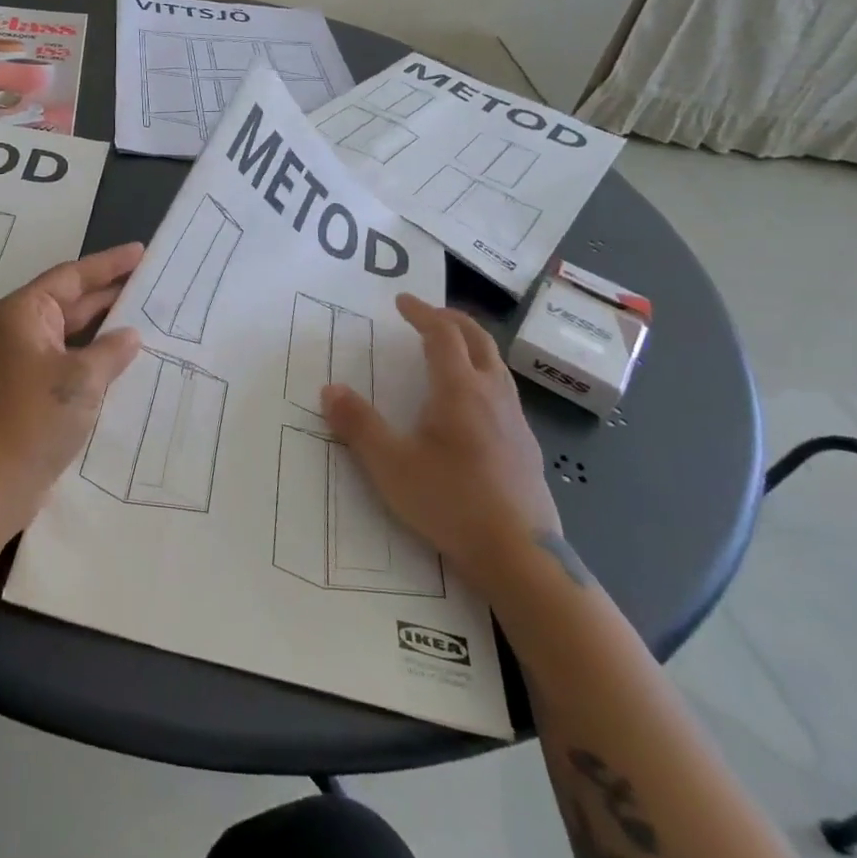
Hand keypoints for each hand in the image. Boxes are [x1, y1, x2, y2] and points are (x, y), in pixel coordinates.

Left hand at [0, 244, 144, 542]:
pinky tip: (127, 359)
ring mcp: (26, 360)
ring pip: (74, 332)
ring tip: (150, 314)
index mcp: (24, 313)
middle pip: (73, 300)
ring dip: (106, 326)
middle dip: (111, 292)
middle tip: (155, 282)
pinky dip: (97, 355)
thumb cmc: (33, 419)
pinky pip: (71, 358)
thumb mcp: (81, 379)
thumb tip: (130, 335)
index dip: (109, 263)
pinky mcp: (33, 388)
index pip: (72, 276)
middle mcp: (22, 329)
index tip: (143, 252)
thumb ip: (111, 350)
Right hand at [323, 295, 560, 595]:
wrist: (521, 557)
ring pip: (496, 365)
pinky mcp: (526, 447)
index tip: (402, 300)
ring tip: (450, 350)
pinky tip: (471, 403)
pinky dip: (483, 374)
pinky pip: (503, 391)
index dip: (422, 313)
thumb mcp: (390, 465)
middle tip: (429, 314)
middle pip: (479, 340)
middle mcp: (492, 395)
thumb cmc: (451, 502)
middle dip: (453, 320)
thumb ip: (358, 425)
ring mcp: (515, 421)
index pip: (443, 335)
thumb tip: (330, 389)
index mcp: (460, 390)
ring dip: (472, 345)